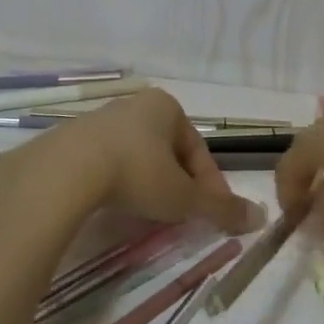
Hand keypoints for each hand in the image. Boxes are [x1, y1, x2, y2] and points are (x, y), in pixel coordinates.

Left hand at [0, 89, 264, 236]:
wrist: (64, 172)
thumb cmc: (137, 174)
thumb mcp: (184, 197)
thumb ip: (222, 207)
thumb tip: (260, 217)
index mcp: (167, 107)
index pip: (198, 150)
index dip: (210, 185)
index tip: (212, 214)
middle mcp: (133, 105)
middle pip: (167, 152)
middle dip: (177, 183)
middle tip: (180, 215)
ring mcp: (97, 120)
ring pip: (135, 157)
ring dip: (146, 183)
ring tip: (146, 216)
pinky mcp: (68, 140)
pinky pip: (103, 163)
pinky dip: (114, 184)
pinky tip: (111, 207)